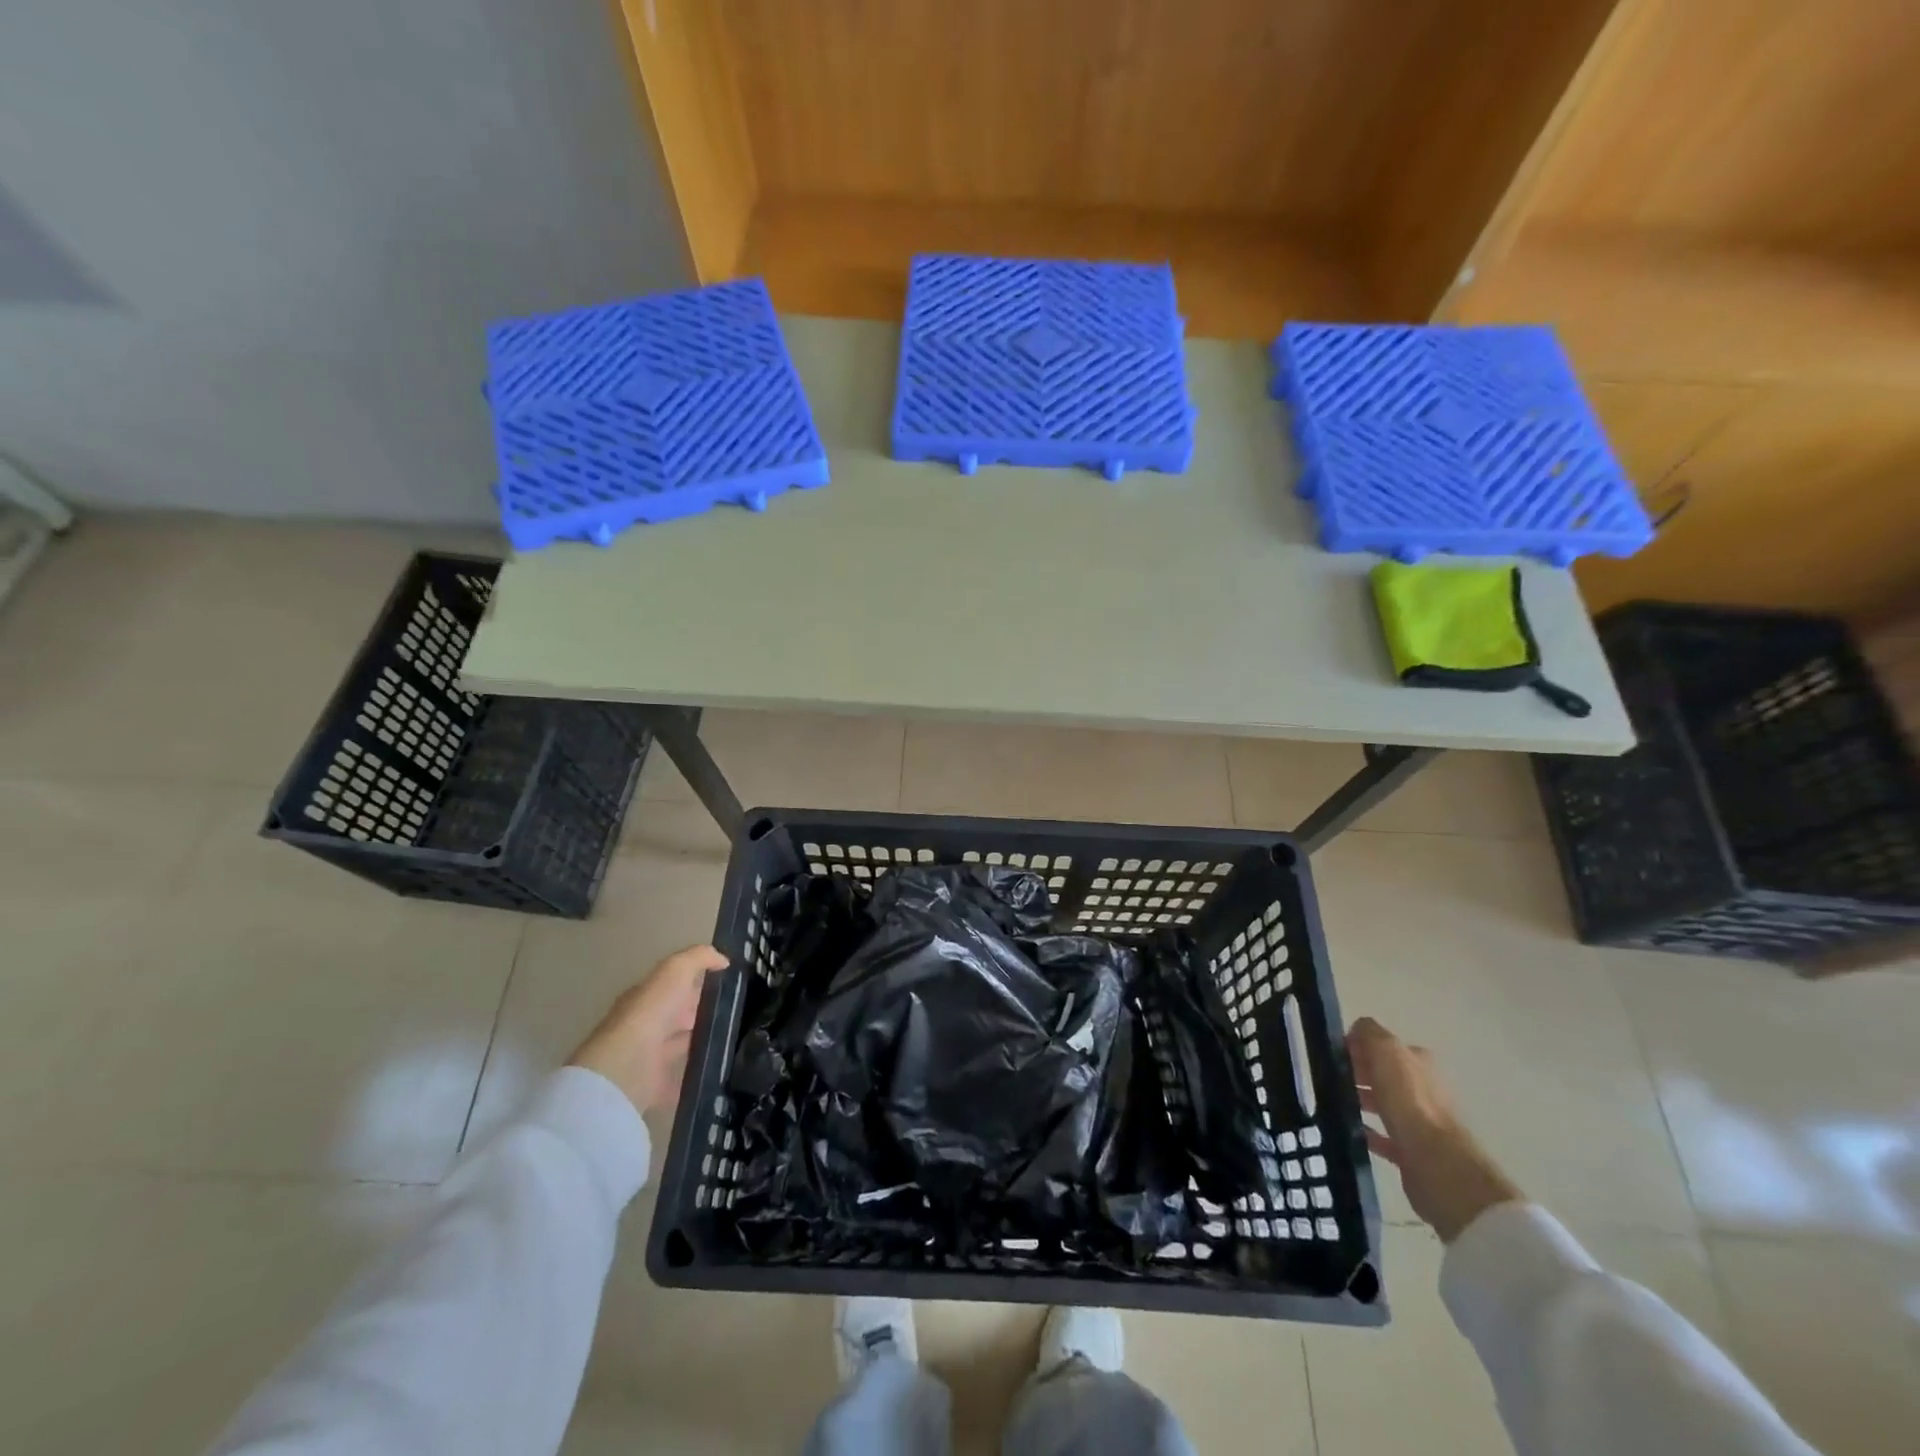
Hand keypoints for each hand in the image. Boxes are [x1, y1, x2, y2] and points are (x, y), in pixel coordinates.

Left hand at [568, 945, 729, 1115]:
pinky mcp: (656, 1085)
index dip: (699, 981)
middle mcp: (647, 1024)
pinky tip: (721, 1070)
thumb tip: (723, 960)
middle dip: (704, 1012)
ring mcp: (650, 1056)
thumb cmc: (651, 1012)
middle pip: (679, 1015)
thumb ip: (699, 958)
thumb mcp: (675, 970)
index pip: (675, 985)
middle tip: (740, 1012)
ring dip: (703, 1043)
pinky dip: (697, 1075)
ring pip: (682, 1045)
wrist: (627, 1067)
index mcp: (648, 996)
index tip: (731, 984)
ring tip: (738, 1040)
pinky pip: (681, 1079)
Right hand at [1346, 1016, 1521, 1242]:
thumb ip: (1370, 1033)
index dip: (1359, 1047)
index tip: (1334, 1054)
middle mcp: (1424, 1089)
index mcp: (1419, 1063)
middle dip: (1358, 1073)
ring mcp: (1421, 1122)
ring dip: (1361, 1100)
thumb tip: (1358, 1029)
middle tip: (1329, 1077)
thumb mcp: (1386, 1050)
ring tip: (1333, 1101)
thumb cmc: (1409, 1100)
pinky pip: (1384, 1137)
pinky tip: (1348, 1129)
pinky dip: (1366, 1131)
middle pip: (1385, 1075)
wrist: (1435, 1162)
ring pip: (1384, 1104)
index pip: (1385, 1047)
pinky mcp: (1413, 1151)